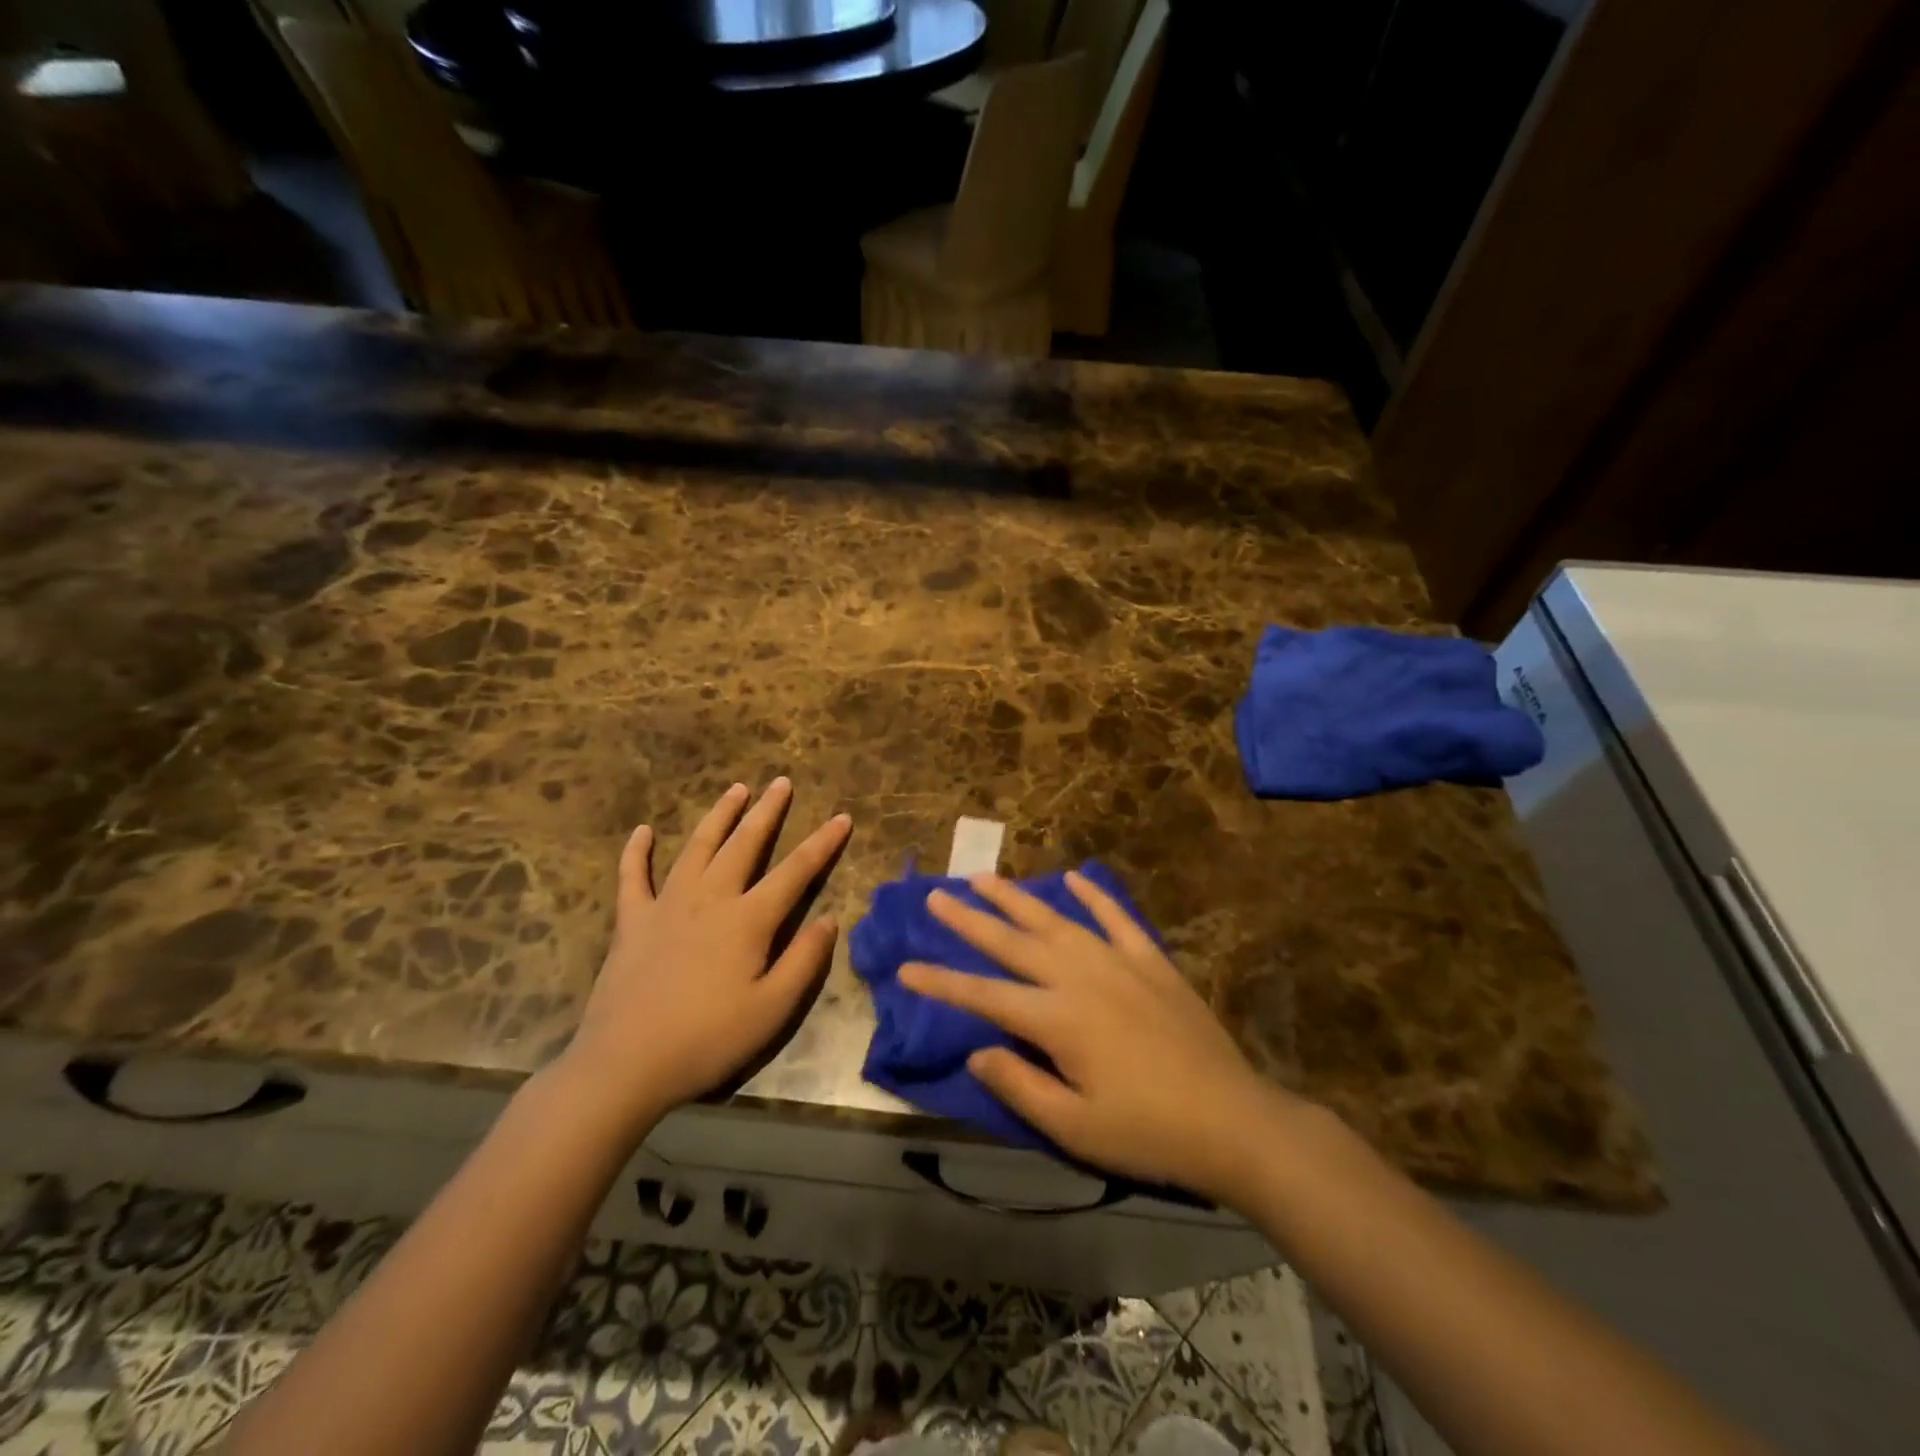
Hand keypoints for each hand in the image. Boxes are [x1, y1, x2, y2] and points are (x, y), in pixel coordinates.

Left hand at [563, 778, 851, 1122]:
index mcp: (748, 920)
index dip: (823, 843)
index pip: (796, 871)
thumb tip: (830, 919)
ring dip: (719, 816)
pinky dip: (637, 852)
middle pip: (745, 844)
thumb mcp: (772, 1010)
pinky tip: (643, 831)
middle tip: (782, 782)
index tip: (842, 817)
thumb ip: (805, 960)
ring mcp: (666, 905)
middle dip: (767, 811)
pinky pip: (633, 877)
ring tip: (736, 789)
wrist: (625, 1065)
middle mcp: (710, 899)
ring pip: (698, 847)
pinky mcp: (632, 922)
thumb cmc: (708, 1039)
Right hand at [899, 871, 1303, 1201]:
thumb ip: (1020, 1085)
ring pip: (1056, 920)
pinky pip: (1116, 918)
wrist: (1233, 1121)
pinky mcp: (1151, 961)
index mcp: (1058, 1019)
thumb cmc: (1148, 1132)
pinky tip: (1074, 878)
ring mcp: (1118, 962)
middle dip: (970, 920)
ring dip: (1017, 898)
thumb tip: (976, 1051)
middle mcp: (1080, 977)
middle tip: (936, 896)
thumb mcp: (1074, 1127)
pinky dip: (1093, 896)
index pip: (985, 995)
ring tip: (984, 877)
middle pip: (1013, 942)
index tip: (906, 967)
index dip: (942, 982)